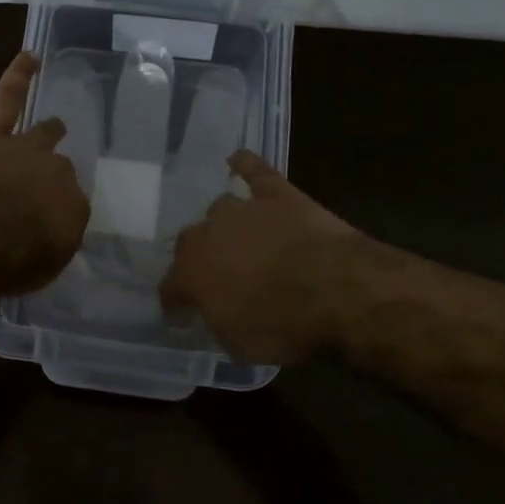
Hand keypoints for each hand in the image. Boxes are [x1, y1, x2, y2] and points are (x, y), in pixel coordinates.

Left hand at [0, 52, 89, 293]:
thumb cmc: (13, 260)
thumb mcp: (45, 265)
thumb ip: (49, 244)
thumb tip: (46, 234)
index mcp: (72, 207)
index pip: (70, 204)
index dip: (56, 211)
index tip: (45, 222)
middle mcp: (56, 173)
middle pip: (60, 168)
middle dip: (53, 175)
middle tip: (43, 186)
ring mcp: (24, 147)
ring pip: (41, 134)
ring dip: (48, 132)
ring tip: (54, 126)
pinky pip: (9, 97)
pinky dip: (19, 75)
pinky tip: (30, 58)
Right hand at [161, 151, 360, 365]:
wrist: (334, 287)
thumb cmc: (282, 325)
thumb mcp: (239, 344)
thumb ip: (218, 322)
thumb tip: (214, 313)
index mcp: (190, 273)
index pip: (170, 288)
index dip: (176, 302)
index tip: (183, 315)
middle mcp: (206, 234)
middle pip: (190, 244)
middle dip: (199, 260)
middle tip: (218, 278)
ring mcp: (242, 209)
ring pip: (220, 209)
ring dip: (225, 225)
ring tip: (239, 239)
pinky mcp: (277, 193)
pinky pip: (254, 171)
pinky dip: (246, 166)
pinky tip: (237, 160)